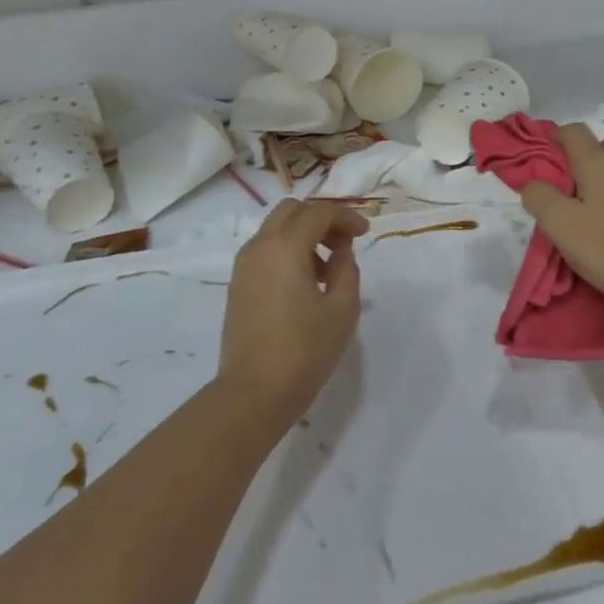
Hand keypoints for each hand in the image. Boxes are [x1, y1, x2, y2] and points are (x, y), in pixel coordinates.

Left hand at [216, 199, 367, 422]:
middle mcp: (259, 247)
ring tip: (328, 268)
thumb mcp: (342, 309)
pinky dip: (287, 252)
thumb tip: (340, 253)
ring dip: (303, 235)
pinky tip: (306, 283)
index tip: (366, 234)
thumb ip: (347, 270)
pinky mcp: (238, 286)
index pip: (318, 212)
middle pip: (291, 211)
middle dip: (321, 218)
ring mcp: (244, 266)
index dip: (346, 217)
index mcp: (285, 247)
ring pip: (275, 230)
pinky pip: (265, 251)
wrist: (254, 392)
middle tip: (345, 242)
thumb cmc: (305, 350)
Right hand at [519, 124, 603, 329]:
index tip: (536, 164)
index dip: (551, 138)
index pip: (573, 131)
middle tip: (559, 188)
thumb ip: (539, 197)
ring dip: (593, 178)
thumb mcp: (560, 224)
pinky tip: (602, 223)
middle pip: (598, 145)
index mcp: (599, 162)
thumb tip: (533, 184)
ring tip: (578, 209)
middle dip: (575, 158)